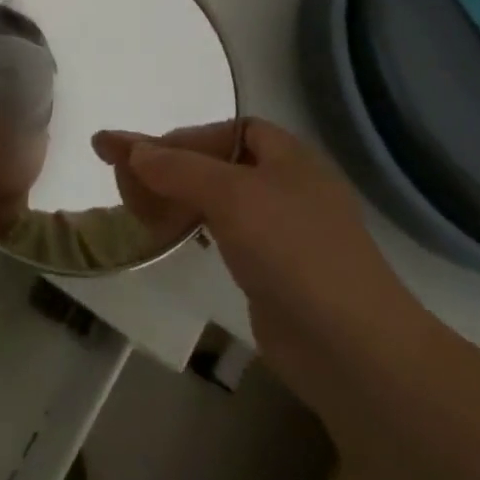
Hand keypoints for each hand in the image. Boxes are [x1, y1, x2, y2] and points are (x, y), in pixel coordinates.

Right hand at [96, 119, 430, 403]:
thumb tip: (129, 149)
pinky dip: (193, 229)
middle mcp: (287, 187)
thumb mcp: (230, 195)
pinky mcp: (274, 271)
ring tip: (137, 211)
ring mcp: (283, 232)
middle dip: (170, 169)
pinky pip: (224, 235)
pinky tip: (172, 238)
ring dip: (177, 199)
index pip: (227, 130)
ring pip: (217, 201)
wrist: (352, 348)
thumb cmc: (293, 251)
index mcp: (289, 157)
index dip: (183, 138)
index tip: (142, 157)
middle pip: (216, 164)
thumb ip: (176, 167)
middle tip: (126, 185)